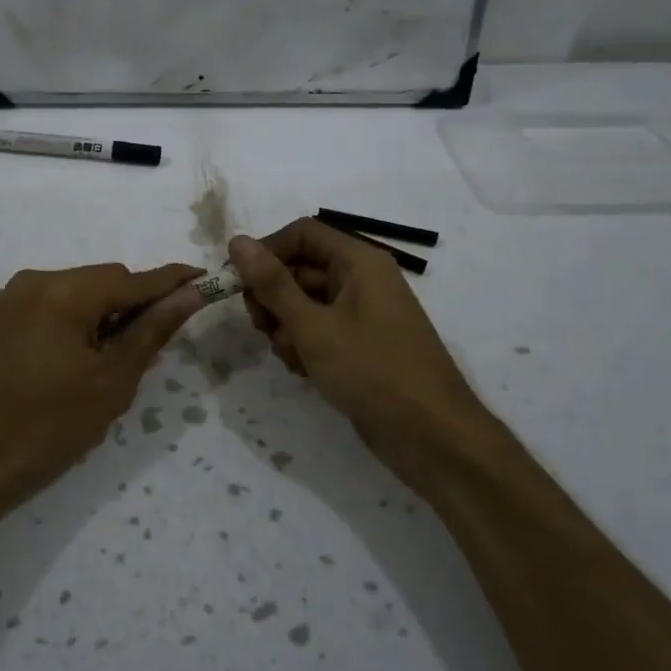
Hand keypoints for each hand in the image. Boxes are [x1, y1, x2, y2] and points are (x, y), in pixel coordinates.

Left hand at [0, 262, 204, 515]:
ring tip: (104, 360)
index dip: (171, 281)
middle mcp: (33, 281)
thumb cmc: (48, 426)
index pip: (133, 279)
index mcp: (65, 292)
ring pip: (71, 293)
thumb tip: (190, 295)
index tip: (203, 279)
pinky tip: (67, 361)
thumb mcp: (111, 381)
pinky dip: (66, 322)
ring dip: (97, 314)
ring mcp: (5, 299)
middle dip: (130, 305)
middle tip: (147, 345)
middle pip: (100, 282)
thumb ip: (152, 331)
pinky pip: (43, 307)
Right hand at [228, 220, 485, 488]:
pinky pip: (320, 329)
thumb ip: (272, 284)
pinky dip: (305, 345)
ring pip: (305, 303)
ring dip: (286, 327)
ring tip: (293, 357)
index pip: (302, 233)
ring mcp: (363, 313)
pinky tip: (304, 371)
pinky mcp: (361, 344)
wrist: (432, 436)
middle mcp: (362, 279)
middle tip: (261, 327)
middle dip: (274, 297)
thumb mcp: (313, 327)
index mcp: (359, 261)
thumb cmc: (373, 371)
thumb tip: (238, 240)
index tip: (239, 284)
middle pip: (300, 268)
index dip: (267, 252)